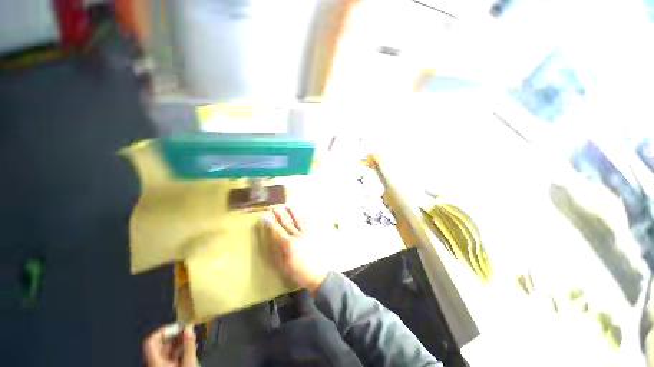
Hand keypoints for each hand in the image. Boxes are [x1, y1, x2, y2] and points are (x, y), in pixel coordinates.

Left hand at [143, 325, 197, 366]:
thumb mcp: (189, 363)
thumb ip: (189, 345)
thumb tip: (189, 326)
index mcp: (155, 363)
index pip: (151, 342)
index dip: (162, 331)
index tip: (177, 325)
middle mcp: (155, 364)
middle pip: (159, 346)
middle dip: (173, 336)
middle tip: (187, 329)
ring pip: (165, 351)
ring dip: (178, 342)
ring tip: (191, 336)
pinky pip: (171, 357)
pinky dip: (179, 350)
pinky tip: (190, 347)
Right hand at [265, 206, 329, 293]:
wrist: (319, 274)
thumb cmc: (299, 272)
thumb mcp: (284, 266)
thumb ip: (277, 252)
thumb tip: (272, 240)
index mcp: (288, 244)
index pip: (277, 231)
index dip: (270, 223)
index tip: (265, 216)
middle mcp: (297, 235)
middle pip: (286, 222)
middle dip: (279, 214)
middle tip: (273, 206)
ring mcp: (307, 233)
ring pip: (298, 220)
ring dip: (291, 212)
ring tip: (287, 205)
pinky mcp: (314, 234)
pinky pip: (309, 224)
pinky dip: (305, 217)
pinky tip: (303, 212)